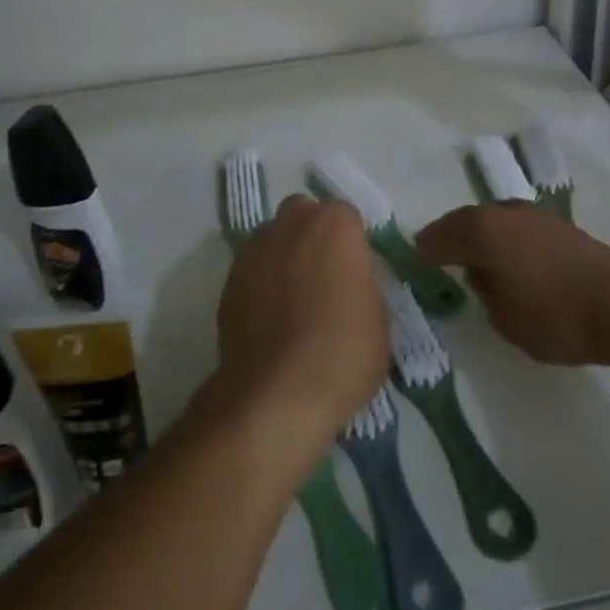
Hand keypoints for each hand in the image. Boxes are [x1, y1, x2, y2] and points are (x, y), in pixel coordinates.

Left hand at [211, 195, 389, 465]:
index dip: (352, 246)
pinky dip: (262, 282)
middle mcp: (292, 223)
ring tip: (294, 300)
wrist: (276, 394)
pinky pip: (253, 268)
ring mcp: (256, 248)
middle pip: (305, 215)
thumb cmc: (342, 354)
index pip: (348, 219)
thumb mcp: (379, 320)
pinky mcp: (229, 277)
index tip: (355, 275)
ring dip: (285, 255)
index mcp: (335, 225)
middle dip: (314, 236)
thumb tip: (349, 283)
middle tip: (325, 279)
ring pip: (275, 237)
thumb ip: (363, 284)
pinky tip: (270, 318)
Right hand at [416, 205, 609, 365]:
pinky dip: (507, 241)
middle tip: (438, 254)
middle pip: (466, 221)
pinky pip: (518, 229)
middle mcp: (503, 213)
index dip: (424, 249)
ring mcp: (534, 216)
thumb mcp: (504, 319)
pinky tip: (512, 260)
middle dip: (451, 237)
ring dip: (482, 236)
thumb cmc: (554, 315)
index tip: (413, 258)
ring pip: (495, 221)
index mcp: (481, 231)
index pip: (440, 236)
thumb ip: (485, 293)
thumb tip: (483, 275)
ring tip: (476, 258)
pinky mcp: (561, 226)